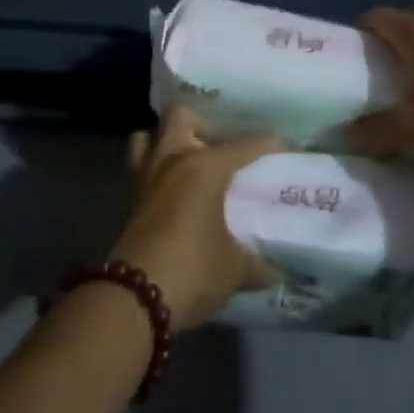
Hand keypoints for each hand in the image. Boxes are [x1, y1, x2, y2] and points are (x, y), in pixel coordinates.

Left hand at [109, 107, 279, 330]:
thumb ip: (256, 264)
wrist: (135, 297)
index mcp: (205, 166)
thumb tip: (275, 272)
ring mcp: (146, 176)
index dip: (267, 144)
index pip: (244, 145)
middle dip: (200, 125)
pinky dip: (154, 169)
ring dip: (166, 143)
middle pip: (181, 116)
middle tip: (219, 148)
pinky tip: (173, 191)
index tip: (284, 146)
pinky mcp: (129, 199)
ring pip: (148, 136)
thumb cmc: (193, 269)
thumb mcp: (234, 269)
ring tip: (189, 163)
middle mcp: (172, 159)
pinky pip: (140, 167)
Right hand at [345, 8, 413, 185]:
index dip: (359, 28)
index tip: (343, 52)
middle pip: (406, 25)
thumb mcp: (412, 131)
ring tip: (388, 86)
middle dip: (383, 40)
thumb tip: (343, 133)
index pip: (382, 17)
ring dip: (407, 57)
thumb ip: (374, 130)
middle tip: (363, 68)